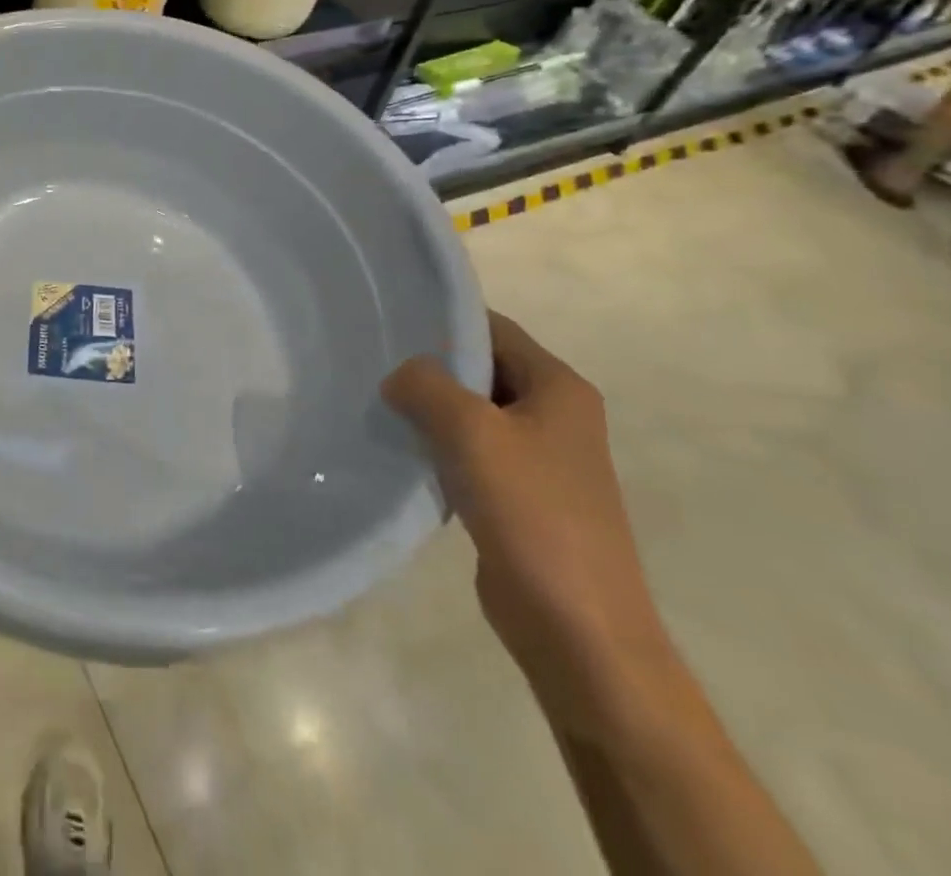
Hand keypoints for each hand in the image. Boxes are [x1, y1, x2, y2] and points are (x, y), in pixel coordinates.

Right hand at [383, 313, 675, 738]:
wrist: (577, 629)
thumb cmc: (531, 513)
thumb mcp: (470, 430)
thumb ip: (426, 384)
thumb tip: (400, 378)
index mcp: (558, 388)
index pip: (492, 328)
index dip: (443, 321)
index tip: (388, 322)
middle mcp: (555, 415)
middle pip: (481, 369)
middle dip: (429, 367)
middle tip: (372, 364)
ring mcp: (539, 459)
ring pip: (471, 412)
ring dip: (429, 409)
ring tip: (377, 405)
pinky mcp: (519, 496)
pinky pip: (470, 452)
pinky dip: (436, 446)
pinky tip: (400, 452)